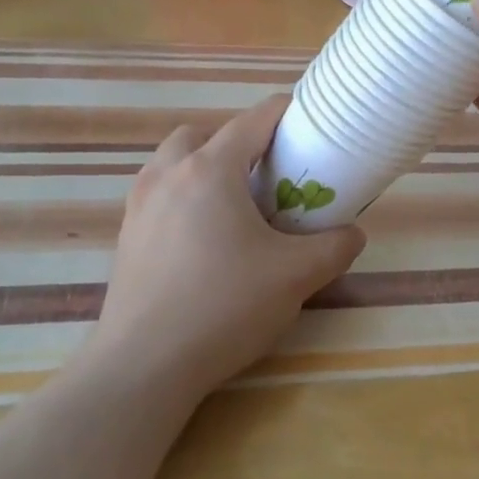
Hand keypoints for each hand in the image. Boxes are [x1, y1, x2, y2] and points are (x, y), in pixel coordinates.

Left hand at [93, 94, 366, 395]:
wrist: (145, 365)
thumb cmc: (224, 306)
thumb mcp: (296, 276)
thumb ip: (334, 247)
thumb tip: (352, 234)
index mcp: (210, 170)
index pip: (253, 120)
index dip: (285, 113)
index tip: (308, 123)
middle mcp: (168, 175)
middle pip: (203, 134)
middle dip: (236, 142)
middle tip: (265, 175)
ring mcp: (139, 206)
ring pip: (173, 163)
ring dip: (203, 168)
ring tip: (233, 207)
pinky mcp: (126, 237)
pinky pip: (158, 196)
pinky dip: (183, 198)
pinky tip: (204, 242)